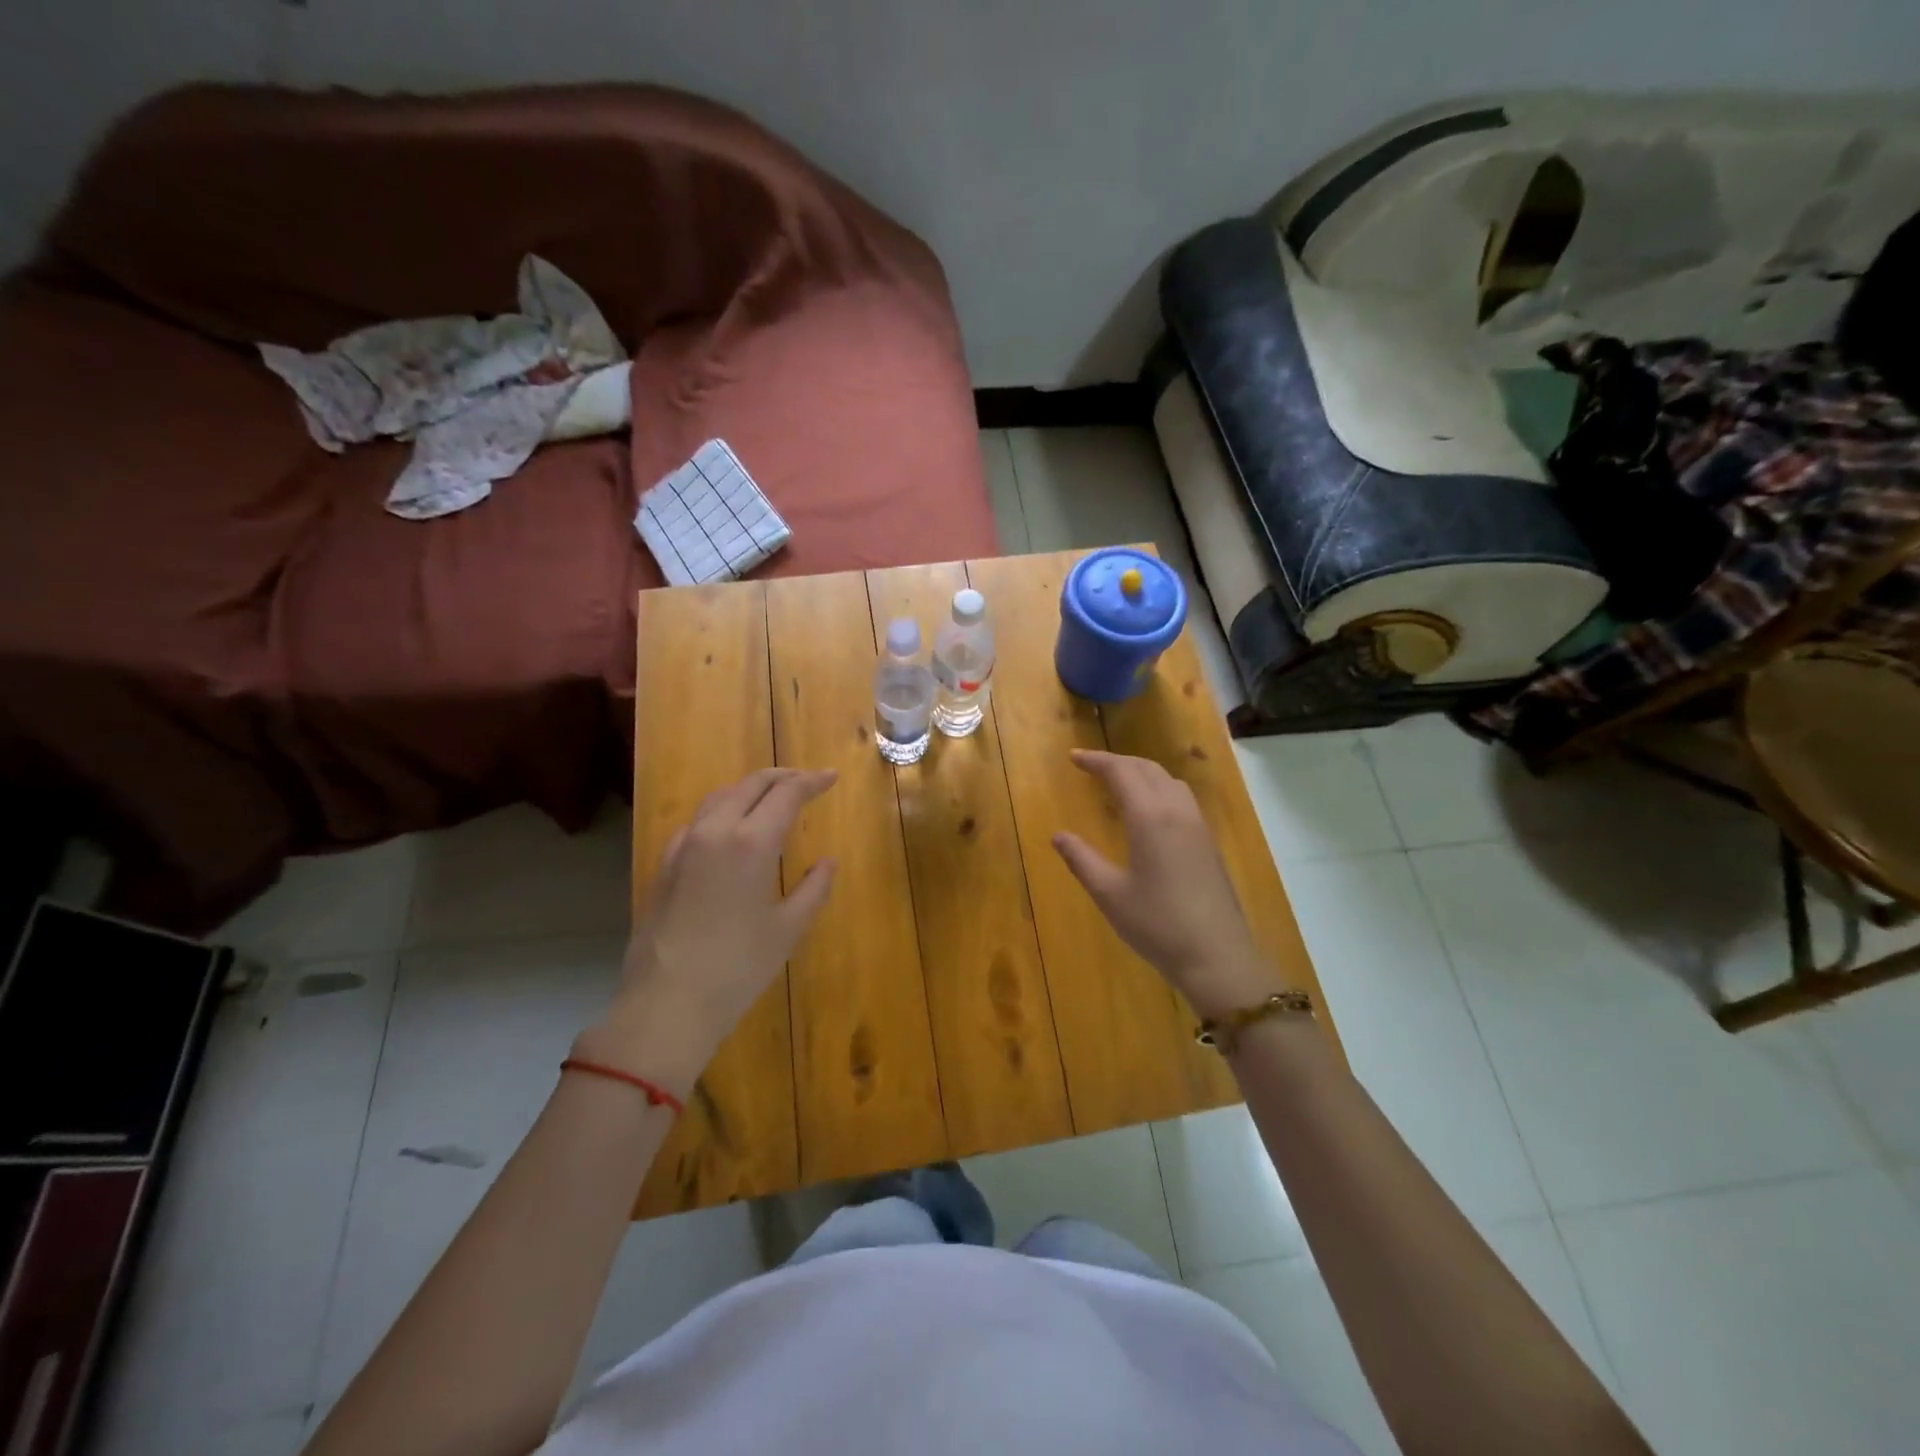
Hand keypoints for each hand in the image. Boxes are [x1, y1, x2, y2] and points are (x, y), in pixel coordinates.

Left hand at [576, 767, 837, 1095]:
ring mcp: (683, 846)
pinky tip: (729, 830)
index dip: (812, 781)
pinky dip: (721, 810)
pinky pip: (697, 821)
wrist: (666, 1004)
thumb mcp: (787, 929)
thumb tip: (827, 862)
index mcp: (751, 842)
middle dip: (782, 777)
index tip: (832, 777)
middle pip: (751, 784)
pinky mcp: (664, 865)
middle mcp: (715, 831)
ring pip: (719, 797)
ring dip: (749, 789)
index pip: (786, 793)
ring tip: (771, 798)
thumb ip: (813, 889)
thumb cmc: (737, 968)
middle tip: (807, 781)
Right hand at [1053, 750, 1283, 1019]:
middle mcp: (1176, 811)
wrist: (1217, 955)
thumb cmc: (1157, 924)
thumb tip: (1058, 835)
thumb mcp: (1109, 894)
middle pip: (1147, 769)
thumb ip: (1082, 860)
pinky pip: (1181, 797)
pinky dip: (1158, 788)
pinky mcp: (1208, 842)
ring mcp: (1197, 826)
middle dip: (1117, 762)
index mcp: (1150, 817)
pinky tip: (1148, 810)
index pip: (1121, 772)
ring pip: (1168, 780)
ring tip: (1118, 783)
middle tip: (1090, 766)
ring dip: (1141, 772)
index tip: (1073, 758)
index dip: (1096, 761)